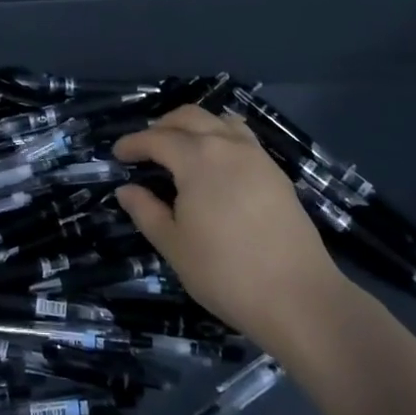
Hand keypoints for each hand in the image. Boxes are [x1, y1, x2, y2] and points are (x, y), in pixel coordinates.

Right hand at [114, 105, 351, 356]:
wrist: (298, 297)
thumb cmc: (226, 273)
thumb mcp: (174, 246)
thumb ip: (146, 212)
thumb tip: (126, 189)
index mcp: (196, 158)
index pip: (157, 138)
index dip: (134, 143)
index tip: (117, 154)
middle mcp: (226, 145)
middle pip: (189, 117)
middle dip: (162, 126)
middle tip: (146, 146)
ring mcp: (256, 156)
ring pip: (219, 120)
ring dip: (194, 125)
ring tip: (181, 146)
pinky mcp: (276, 172)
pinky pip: (242, 136)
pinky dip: (221, 135)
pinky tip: (217, 161)